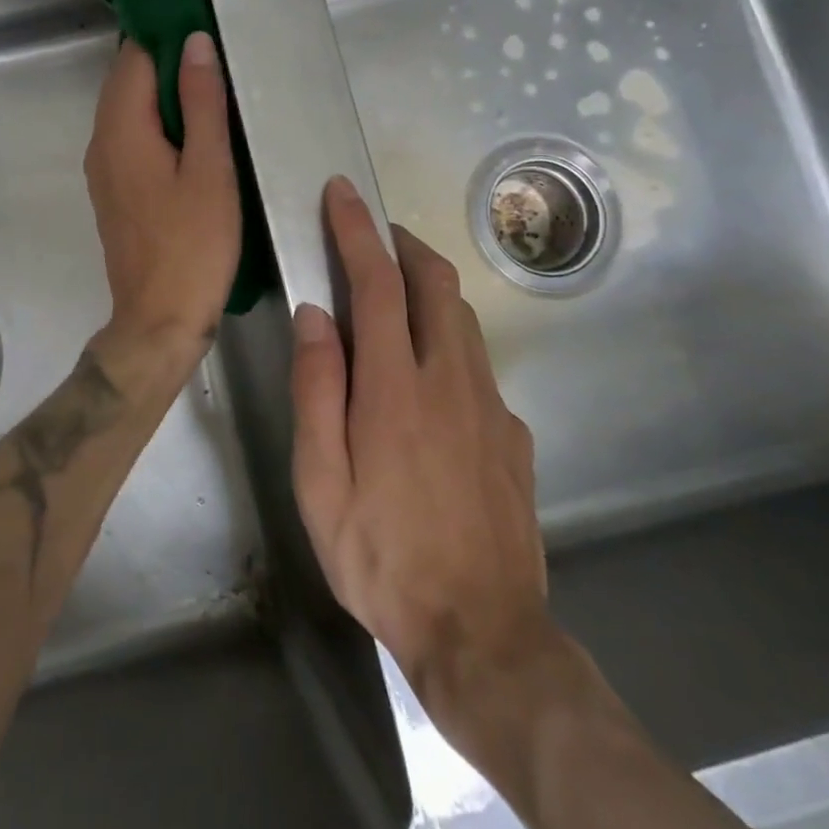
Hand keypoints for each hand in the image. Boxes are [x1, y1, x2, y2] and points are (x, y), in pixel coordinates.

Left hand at [83, 34, 240, 370]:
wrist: (158, 319)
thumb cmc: (193, 244)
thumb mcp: (209, 169)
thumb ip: (201, 102)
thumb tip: (193, 42)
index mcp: (121, 128)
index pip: (133, 57)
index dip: (165, 35)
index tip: (202, 24)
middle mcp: (101, 141)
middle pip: (126, 81)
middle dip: (164, 61)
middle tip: (215, 55)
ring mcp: (103, 168)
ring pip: (127, 110)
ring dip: (161, 94)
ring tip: (210, 89)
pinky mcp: (113, 190)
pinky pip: (130, 138)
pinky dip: (155, 124)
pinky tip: (190, 134)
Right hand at [290, 176, 555, 697]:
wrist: (483, 635)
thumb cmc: (380, 555)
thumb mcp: (320, 480)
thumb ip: (316, 388)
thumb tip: (315, 315)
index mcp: (395, 387)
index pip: (377, 283)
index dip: (356, 230)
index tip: (342, 193)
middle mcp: (450, 380)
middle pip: (435, 283)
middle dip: (402, 243)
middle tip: (372, 233)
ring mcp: (490, 406)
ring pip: (461, 317)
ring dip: (428, 284)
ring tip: (394, 288)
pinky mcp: (513, 435)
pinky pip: (477, 364)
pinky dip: (447, 339)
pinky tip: (428, 373)